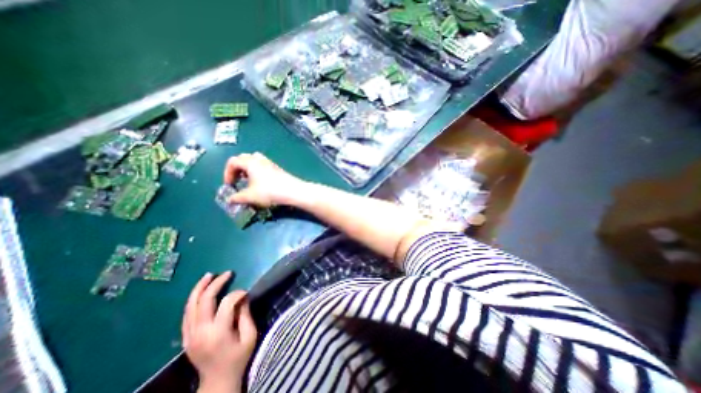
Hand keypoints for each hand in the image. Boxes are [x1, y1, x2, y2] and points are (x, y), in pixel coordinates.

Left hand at [182, 271, 256, 392]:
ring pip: (190, 306)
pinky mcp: (186, 337)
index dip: (238, 293)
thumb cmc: (238, 357)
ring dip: (200, 288)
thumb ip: (245, 314)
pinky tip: (201, 291)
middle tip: (227, 273)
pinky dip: (193, 299)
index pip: (226, 304)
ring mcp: (190, 335)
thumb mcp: (250, 335)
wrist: (217, 381)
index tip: (246, 292)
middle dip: (216, 283)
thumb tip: (242, 297)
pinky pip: (186, 314)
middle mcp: (200, 332)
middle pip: (204, 301)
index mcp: (218, 333)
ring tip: (209, 275)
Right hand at [225, 152, 306, 207]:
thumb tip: (230, 200)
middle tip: (237, 181)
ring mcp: (270, 163)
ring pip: (254, 161)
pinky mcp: (277, 169)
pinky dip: (257, 172)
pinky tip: (260, 183)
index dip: (227, 173)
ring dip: (248, 170)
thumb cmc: (269, 191)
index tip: (230, 185)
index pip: (233, 161)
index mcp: (250, 162)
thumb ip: (237, 197)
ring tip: (248, 182)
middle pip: (244, 158)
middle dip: (237, 169)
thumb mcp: (250, 196)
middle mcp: (260, 159)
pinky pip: (263, 166)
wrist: (292, 191)